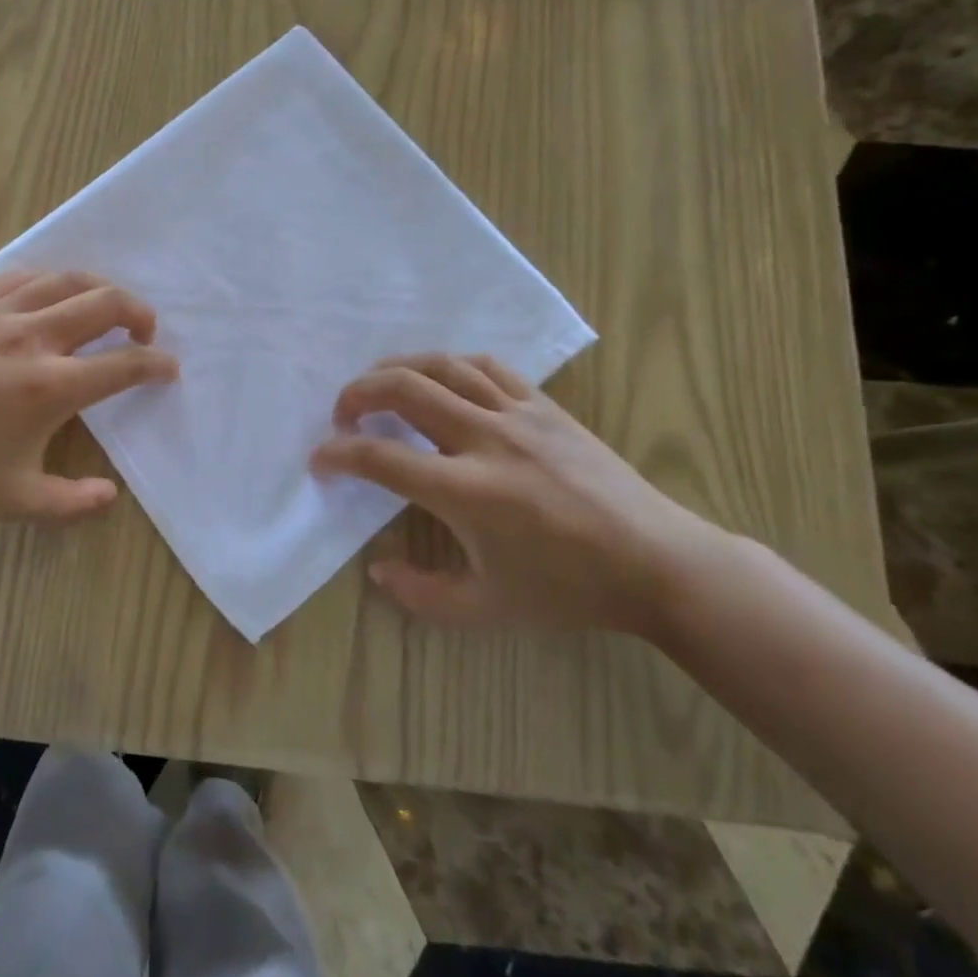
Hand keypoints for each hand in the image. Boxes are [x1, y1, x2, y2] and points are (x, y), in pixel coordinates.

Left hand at [0, 272, 176, 521]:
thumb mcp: (13, 501)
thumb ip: (72, 502)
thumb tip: (111, 496)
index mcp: (50, 387)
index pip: (122, 365)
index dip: (155, 365)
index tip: (168, 368)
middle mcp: (32, 337)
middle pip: (103, 304)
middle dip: (137, 312)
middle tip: (145, 330)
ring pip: (64, 279)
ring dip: (98, 288)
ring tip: (106, 305)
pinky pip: (18, 278)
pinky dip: (48, 281)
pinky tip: (48, 294)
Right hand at [311, 354, 726, 635]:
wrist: (658, 563)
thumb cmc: (569, 591)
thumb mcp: (487, 610)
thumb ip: (420, 596)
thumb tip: (376, 570)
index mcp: (466, 492)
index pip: (381, 458)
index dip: (338, 455)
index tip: (320, 462)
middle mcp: (485, 440)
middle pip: (404, 390)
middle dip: (358, 394)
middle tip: (342, 414)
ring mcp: (518, 415)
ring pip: (443, 366)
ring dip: (398, 369)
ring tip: (379, 386)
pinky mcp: (546, 406)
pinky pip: (487, 367)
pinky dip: (450, 366)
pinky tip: (441, 380)